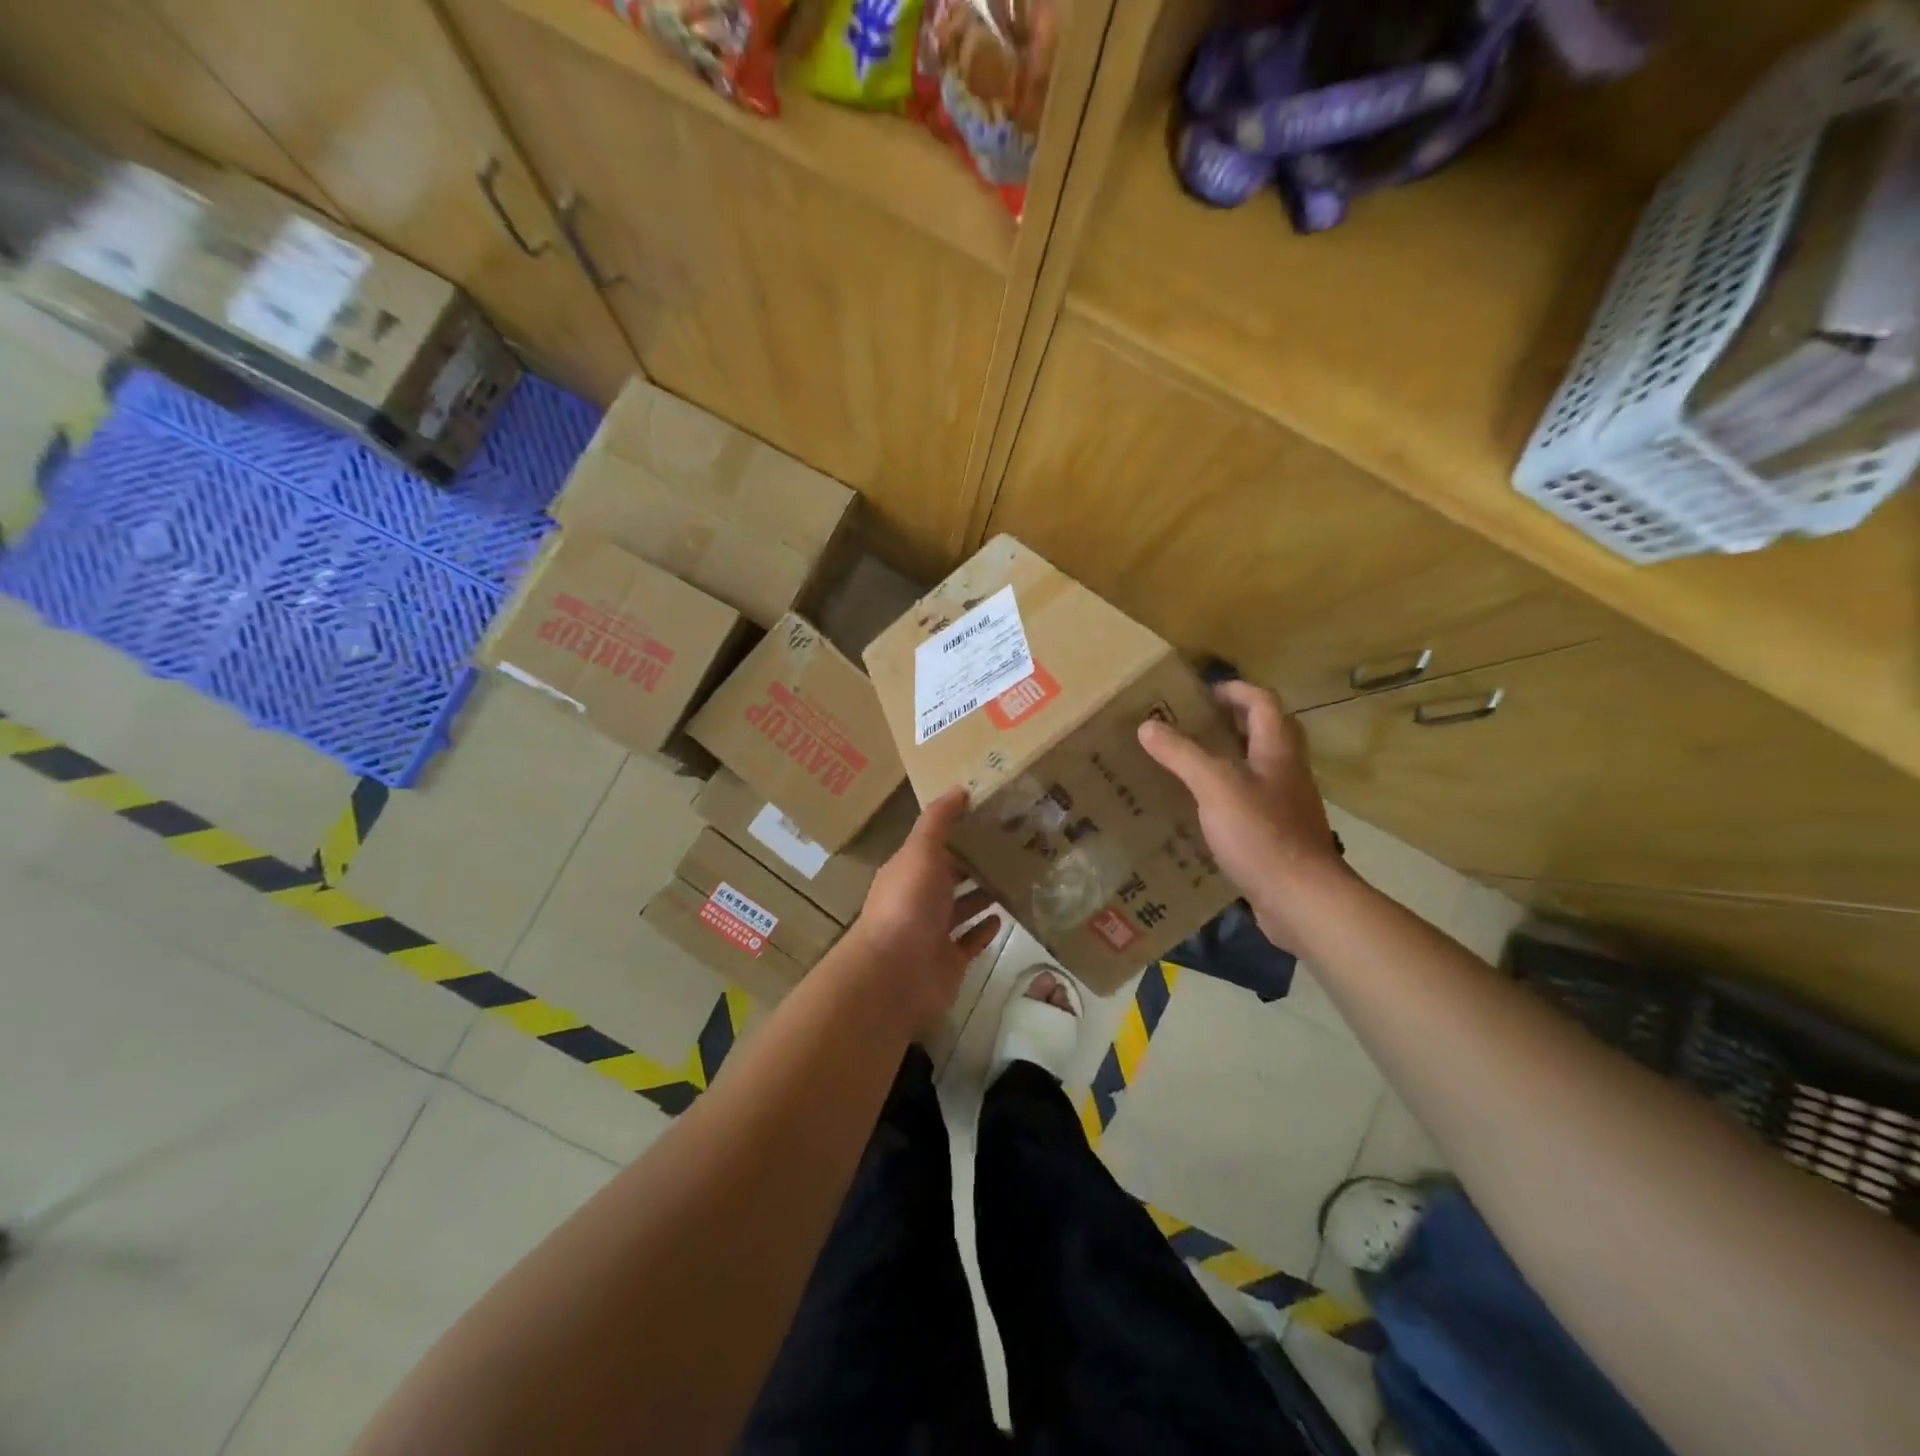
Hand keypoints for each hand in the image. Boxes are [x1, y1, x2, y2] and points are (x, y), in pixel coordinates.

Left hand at [850, 788, 1002, 1034]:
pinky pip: (970, 941)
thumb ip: (938, 821)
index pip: (936, 846)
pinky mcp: (949, 961)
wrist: (895, 975)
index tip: (993, 817)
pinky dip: (984, 930)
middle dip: (976, 863)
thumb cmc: (907, 905)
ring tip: (1017, 877)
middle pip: (951, 876)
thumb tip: (958, 788)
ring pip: (963, 908)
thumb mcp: (920, 852)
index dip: (960, 831)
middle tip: (1015, 847)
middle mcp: (919, 899)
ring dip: (984, 894)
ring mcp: (934, 932)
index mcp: (909, 870)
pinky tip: (1005, 916)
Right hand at [1138, 680, 1348, 948]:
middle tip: (1195, 726)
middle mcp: (1288, 773)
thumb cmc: (1260, 833)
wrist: (1301, 899)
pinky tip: (1203, 812)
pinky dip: (1230, 797)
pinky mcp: (1280, 837)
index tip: (1202, 693)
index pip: (1263, 703)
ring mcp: (1288, 807)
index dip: (1235, 690)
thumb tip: (1148, 725)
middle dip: (1234, 722)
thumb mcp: (1214, 786)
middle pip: (1268, 733)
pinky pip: (1254, 804)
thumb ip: (1182, 754)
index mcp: (1277, 751)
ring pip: (1261, 769)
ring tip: (1191, 765)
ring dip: (1231, 760)